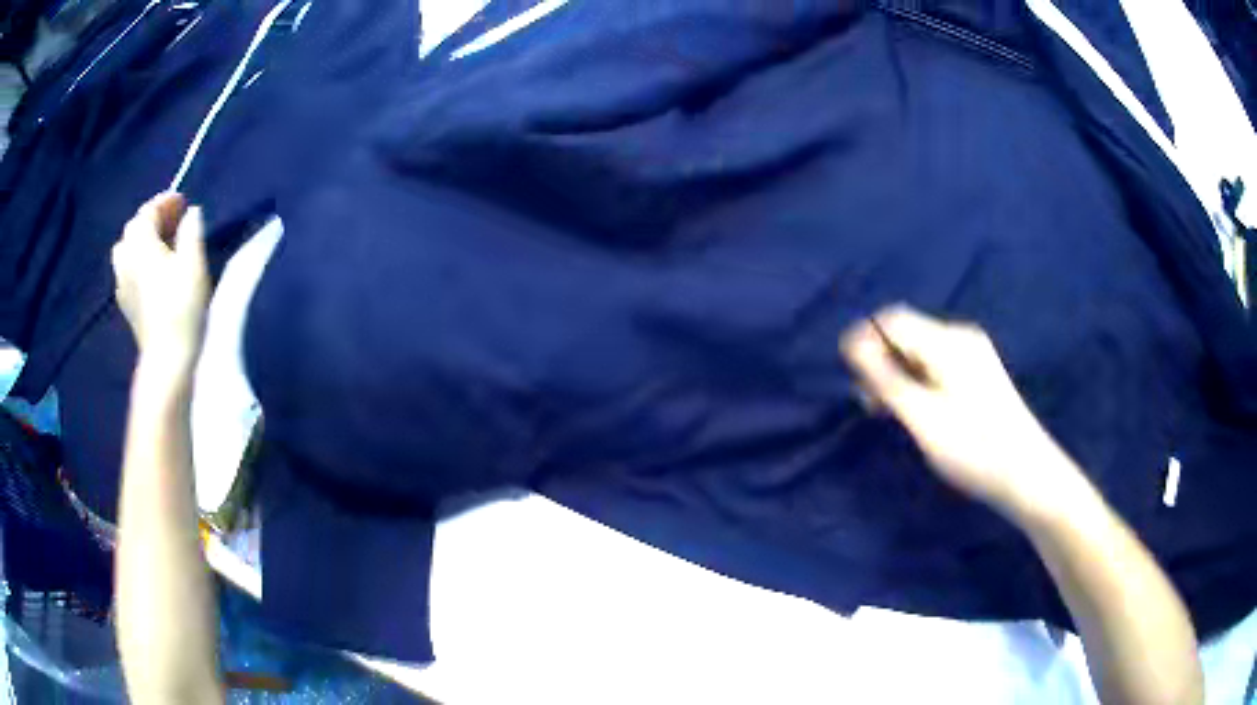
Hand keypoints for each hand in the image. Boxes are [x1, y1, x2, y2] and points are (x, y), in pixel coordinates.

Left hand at [111, 193, 209, 367]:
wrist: (166, 358)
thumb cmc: (182, 307)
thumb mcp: (194, 264)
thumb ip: (191, 232)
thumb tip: (191, 213)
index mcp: (141, 244)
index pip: (148, 212)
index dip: (165, 201)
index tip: (183, 201)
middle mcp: (126, 259)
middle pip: (134, 228)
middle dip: (151, 219)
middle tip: (173, 220)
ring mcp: (122, 283)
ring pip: (126, 249)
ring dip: (141, 240)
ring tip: (158, 244)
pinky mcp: (125, 304)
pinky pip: (125, 270)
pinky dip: (136, 260)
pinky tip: (149, 270)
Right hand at [839, 305, 1083, 516]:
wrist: (1027, 473)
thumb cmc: (974, 448)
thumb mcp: (923, 418)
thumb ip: (886, 379)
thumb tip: (853, 343)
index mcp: (948, 342)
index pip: (892, 320)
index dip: (864, 339)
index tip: (846, 373)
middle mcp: (961, 338)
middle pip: (907, 334)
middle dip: (880, 360)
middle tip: (867, 403)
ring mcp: (973, 355)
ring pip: (921, 351)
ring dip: (897, 374)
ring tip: (886, 411)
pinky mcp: (979, 374)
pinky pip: (937, 364)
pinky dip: (917, 381)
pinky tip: (915, 410)